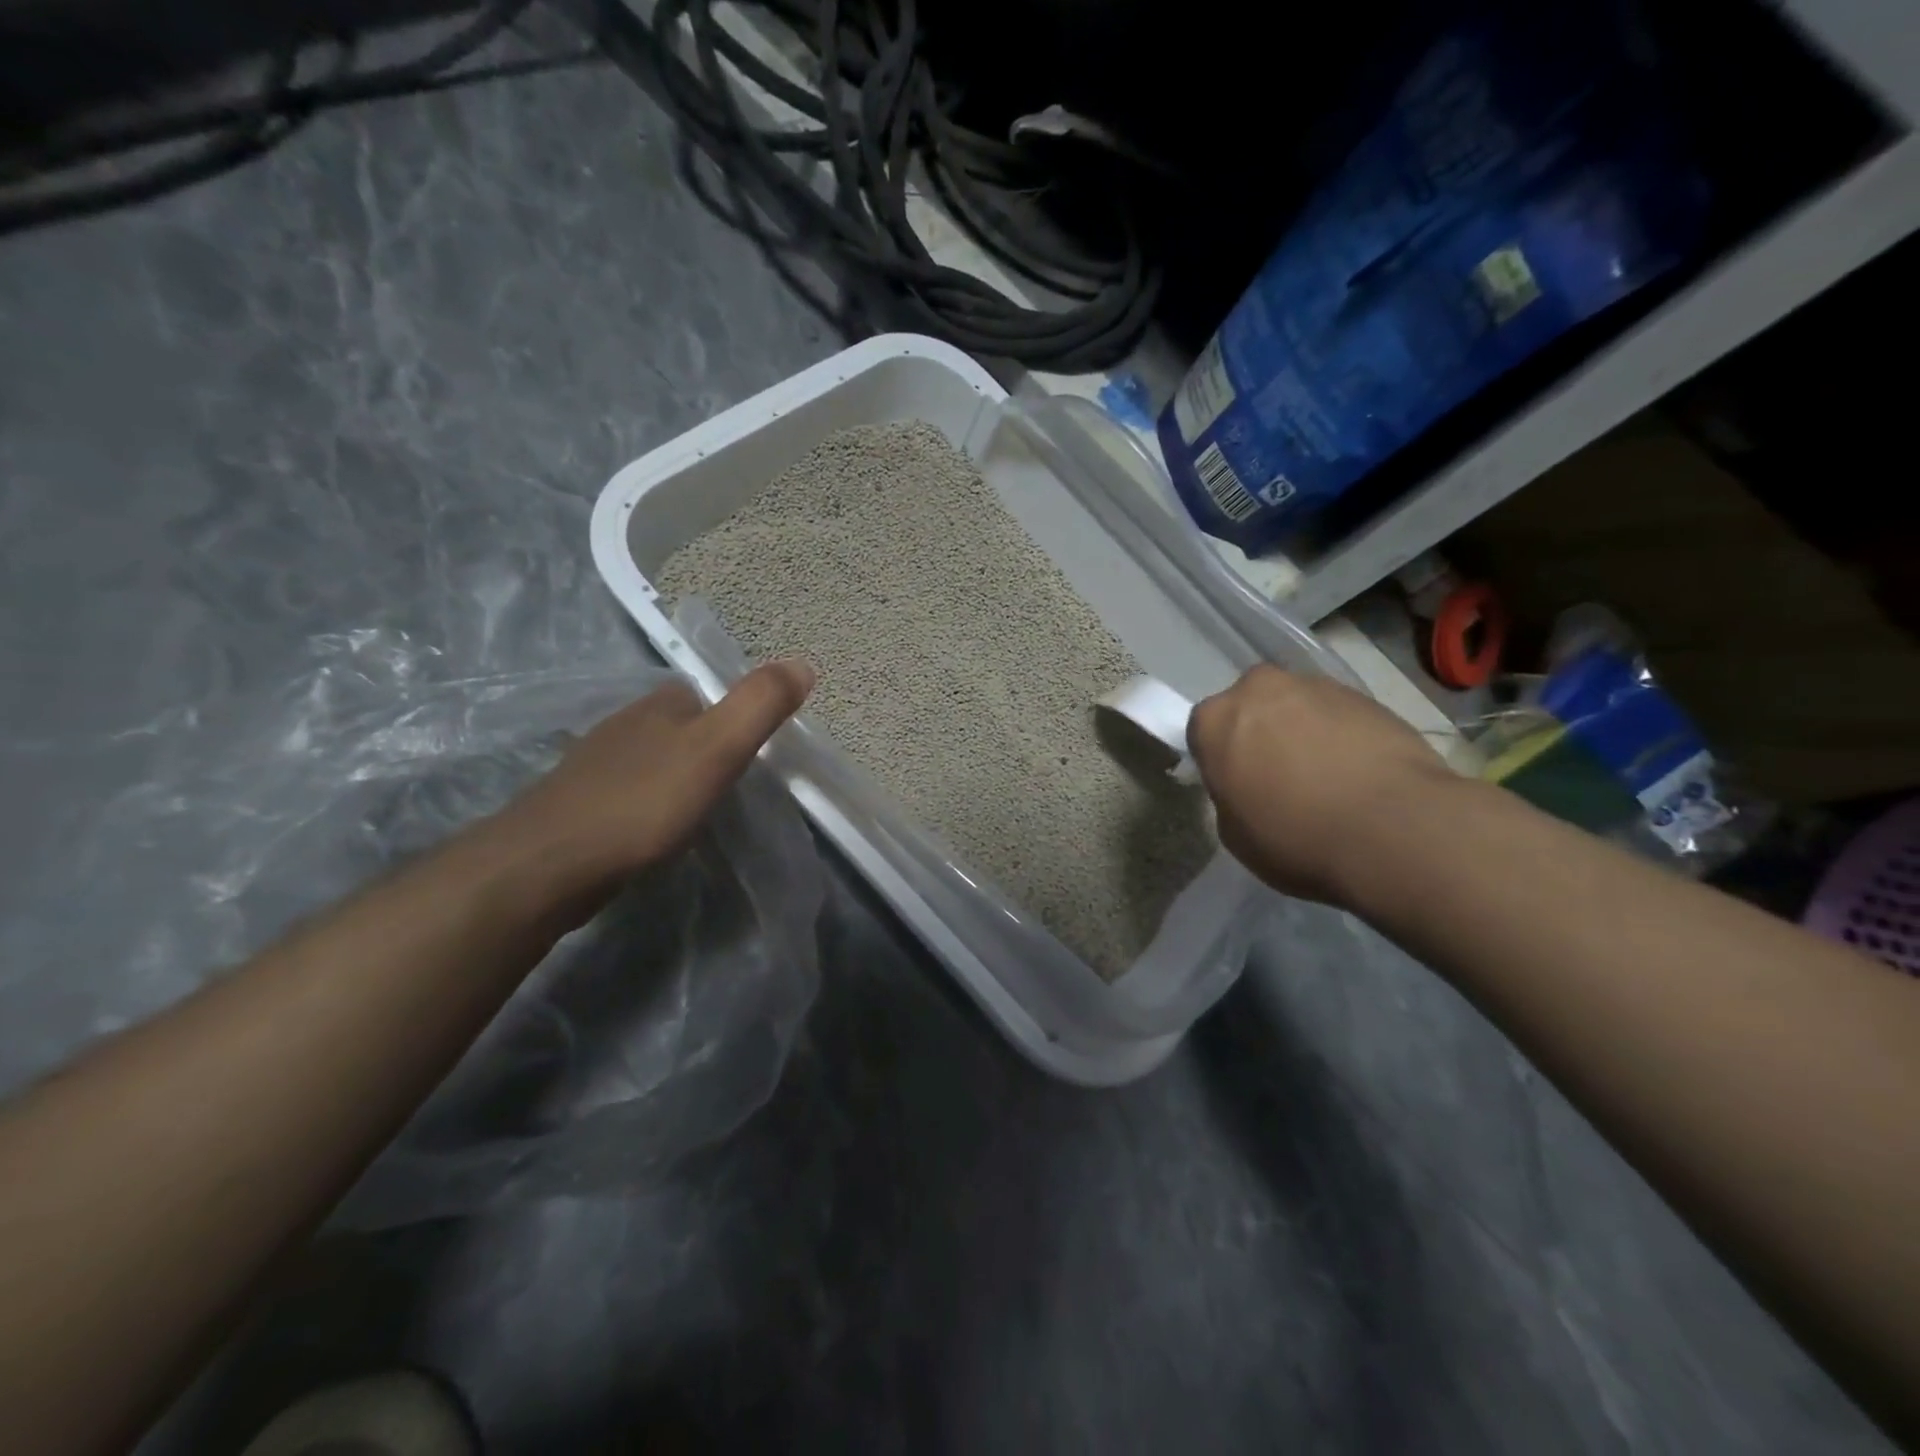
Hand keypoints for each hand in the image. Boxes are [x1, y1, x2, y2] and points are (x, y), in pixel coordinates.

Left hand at [488, 659, 813, 916]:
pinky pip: (630, 794)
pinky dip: (650, 805)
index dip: (733, 716)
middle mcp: (624, 725)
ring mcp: (596, 766)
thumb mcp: (717, 748)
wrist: (549, 864)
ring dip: (677, 777)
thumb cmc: (643, 802)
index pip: (705, 695)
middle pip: (678, 727)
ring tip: (702, 809)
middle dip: (706, 748)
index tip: (756, 751)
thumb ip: (759, 706)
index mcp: (658, 705)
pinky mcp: (579, 806)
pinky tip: (657, 830)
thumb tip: (804, 663)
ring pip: (652, 760)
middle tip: (735, 784)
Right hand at [1187, 664, 1450, 905]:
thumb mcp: (1234, 833)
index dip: (1219, 758)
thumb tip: (1250, 785)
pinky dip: (1342, 736)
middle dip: (1260, 732)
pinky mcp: (1366, 695)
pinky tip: (1359, 775)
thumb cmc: (1296, 838)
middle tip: (1279, 776)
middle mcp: (1259, 689)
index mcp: (1215, 720)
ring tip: (1328, 779)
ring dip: (1303, 732)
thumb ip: (1231, 795)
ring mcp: (1316, 686)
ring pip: (1297, 706)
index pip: (1203, 730)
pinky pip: (1339, 715)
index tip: (1236, 783)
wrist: (1394, 829)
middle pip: (1251, 706)